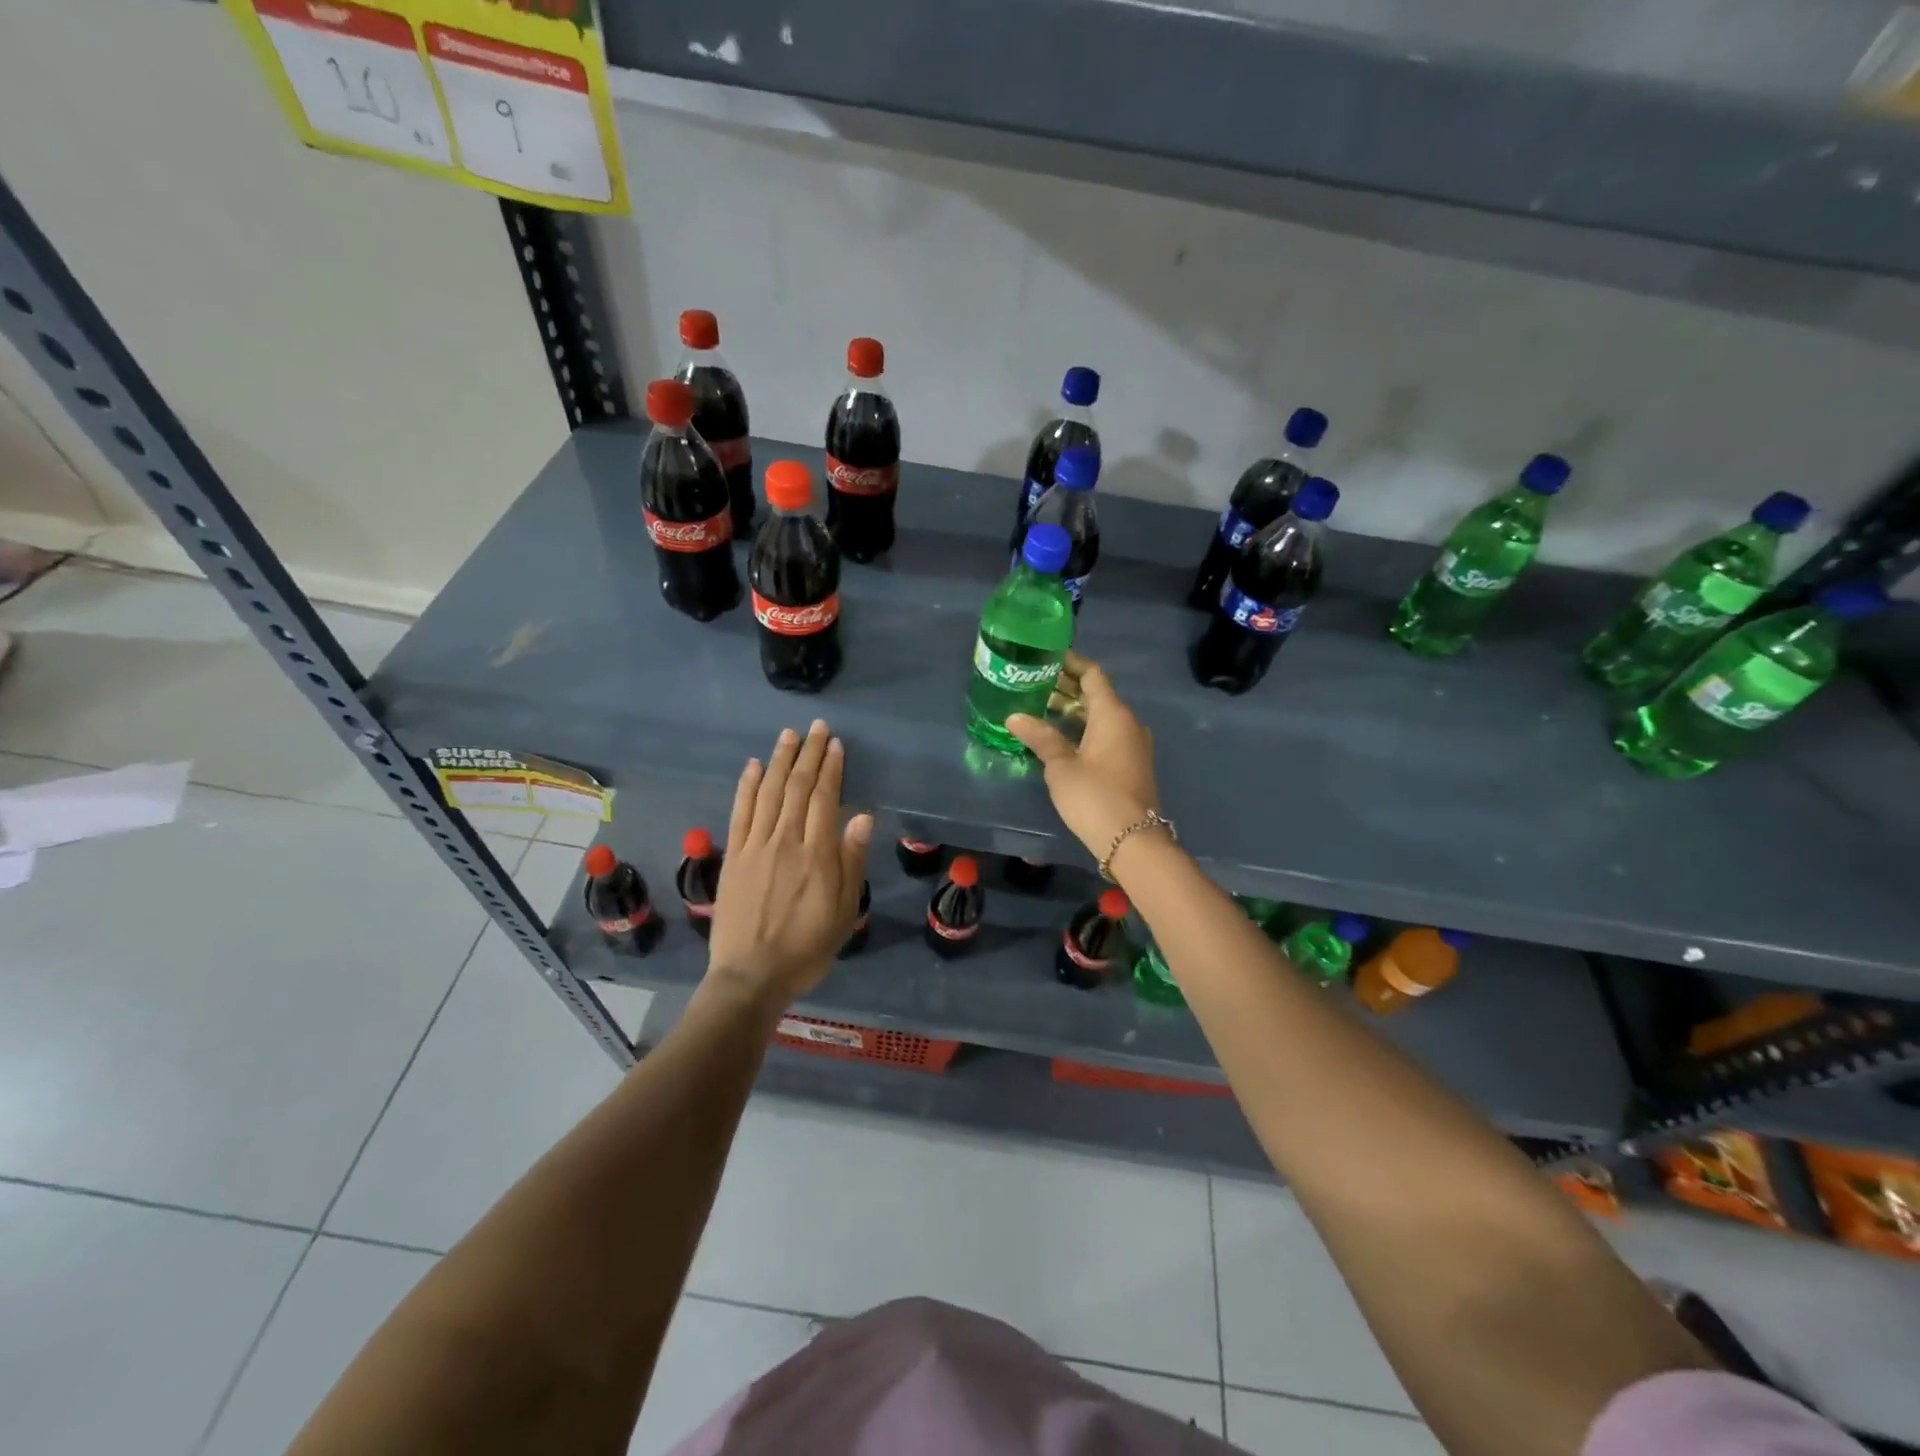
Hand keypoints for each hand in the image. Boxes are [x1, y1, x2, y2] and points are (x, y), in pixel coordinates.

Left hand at [707, 720, 872, 1009]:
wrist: (751, 975)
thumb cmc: (806, 947)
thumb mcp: (843, 912)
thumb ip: (852, 861)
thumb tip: (862, 817)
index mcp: (817, 854)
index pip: (824, 798)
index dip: (831, 768)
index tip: (836, 745)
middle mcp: (785, 841)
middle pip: (797, 787)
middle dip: (809, 754)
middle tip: (817, 728)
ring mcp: (755, 846)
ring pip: (768, 792)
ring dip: (779, 760)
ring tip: (789, 735)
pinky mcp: (733, 856)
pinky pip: (740, 813)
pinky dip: (746, 786)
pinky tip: (752, 766)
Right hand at [1006, 652, 1161, 864]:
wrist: (1132, 840)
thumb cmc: (1094, 796)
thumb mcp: (1061, 766)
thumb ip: (1040, 737)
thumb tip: (1014, 716)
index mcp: (1113, 714)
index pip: (1092, 675)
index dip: (1071, 663)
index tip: (1047, 656)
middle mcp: (1128, 723)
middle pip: (1097, 695)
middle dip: (1067, 687)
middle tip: (1035, 683)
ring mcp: (1132, 745)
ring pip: (1101, 717)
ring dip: (1073, 711)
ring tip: (1040, 708)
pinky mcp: (1130, 765)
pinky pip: (1105, 735)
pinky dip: (1083, 729)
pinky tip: (1060, 737)